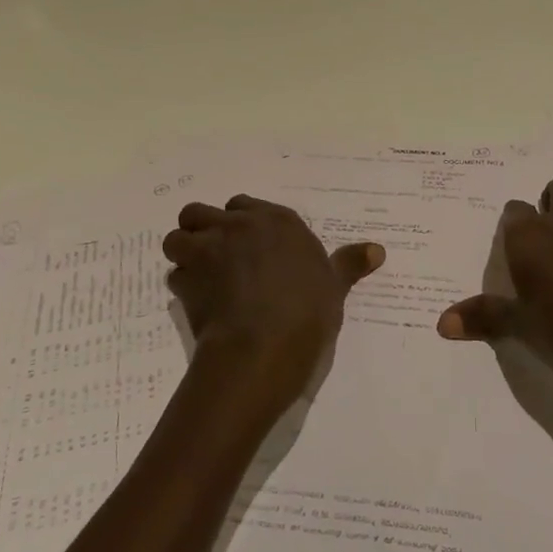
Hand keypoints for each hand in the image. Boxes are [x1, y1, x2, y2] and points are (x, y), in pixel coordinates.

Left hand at [163, 195, 384, 416]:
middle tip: (217, 257)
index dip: (241, 224)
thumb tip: (378, 250)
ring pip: (178, 237)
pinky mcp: (186, 280)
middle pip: (201, 212)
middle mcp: (236, 226)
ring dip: (184, 254)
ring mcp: (207, 250)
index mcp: (275, 221)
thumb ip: (350, 264)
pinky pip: (174, 274)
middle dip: (203, 230)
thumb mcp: (335, 287)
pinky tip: (197, 304)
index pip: (243, 205)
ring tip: (199, 277)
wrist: (263, 346)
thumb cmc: (306, 312)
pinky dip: (182, 285)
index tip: (249, 245)